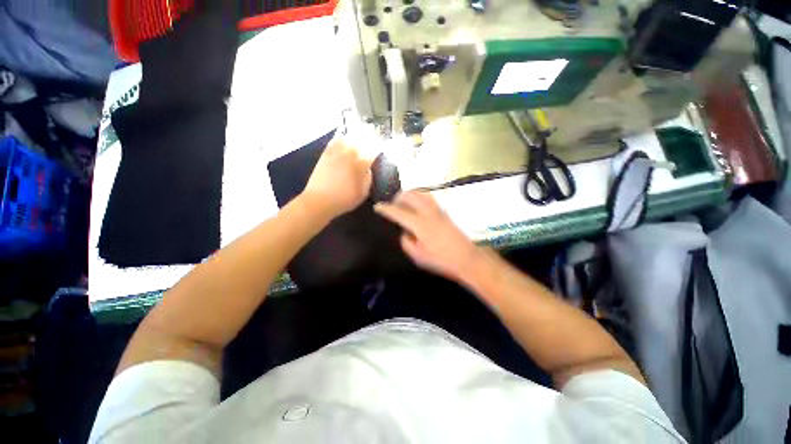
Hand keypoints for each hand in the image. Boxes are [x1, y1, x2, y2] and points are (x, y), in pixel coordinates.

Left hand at [303, 137, 373, 218]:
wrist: (320, 200)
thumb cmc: (344, 200)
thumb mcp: (362, 194)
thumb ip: (368, 179)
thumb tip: (368, 169)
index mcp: (360, 165)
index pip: (372, 153)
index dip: (377, 150)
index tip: (379, 151)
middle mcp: (349, 156)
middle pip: (360, 142)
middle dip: (367, 140)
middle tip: (371, 140)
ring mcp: (336, 154)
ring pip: (348, 139)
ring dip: (354, 137)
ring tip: (358, 136)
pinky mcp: (325, 155)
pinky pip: (334, 142)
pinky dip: (339, 138)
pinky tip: (342, 137)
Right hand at [375, 191, 480, 281]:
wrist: (467, 259)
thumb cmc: (441, 260)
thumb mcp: (418, 256)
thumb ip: (406, 242)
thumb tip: (404, 231)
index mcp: (420, 224)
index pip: (398, 212)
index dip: (386, 209)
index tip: (377, 207)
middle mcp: (428, 212)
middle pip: (410, 195)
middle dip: (398, 197)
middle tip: (392, 205)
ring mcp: (438, 210)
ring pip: (421, 193)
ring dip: (409, 194)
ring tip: (404, 202)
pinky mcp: (445, 211)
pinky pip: (428, 197)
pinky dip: (419, 196)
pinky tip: (417, 205)